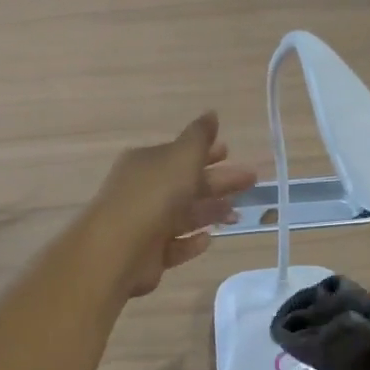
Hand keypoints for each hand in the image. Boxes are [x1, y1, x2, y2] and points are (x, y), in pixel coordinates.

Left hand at [86, 112, 257, 298]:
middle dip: (219, 182)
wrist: (118, 249)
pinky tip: (209, 239)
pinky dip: (192, 242)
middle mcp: (144, 190)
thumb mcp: (181, 157)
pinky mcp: (148, 255)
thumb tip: (211, 114)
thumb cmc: (154, 195)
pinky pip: (175, 245)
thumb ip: (199, 137)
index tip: (230, 151)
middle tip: (251, 180)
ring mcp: (144, 224)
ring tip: (237, 214)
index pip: (180, 154)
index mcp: (147, 163)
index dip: (206, 152)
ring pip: (183, 215)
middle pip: (187, 184)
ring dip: (210, 212)